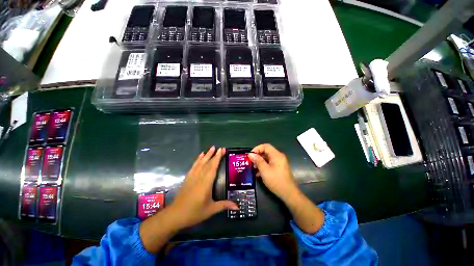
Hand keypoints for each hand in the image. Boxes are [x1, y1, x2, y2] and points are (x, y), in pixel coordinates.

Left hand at [169, 146, 238, 229]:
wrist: (176, 215)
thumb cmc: (195, 212)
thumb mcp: (211, 210)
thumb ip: (224, 205)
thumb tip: (238, 207)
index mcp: (206, 183)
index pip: (213, 167)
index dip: (218, 158)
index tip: (222, 150)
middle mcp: (199, 177)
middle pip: (208, 163)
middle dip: (214, 154)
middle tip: (220, 148)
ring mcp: (192, 176)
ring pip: (201, 162)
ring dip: (207, 154)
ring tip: (212, 147)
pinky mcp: (188, 177)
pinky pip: (194, 166)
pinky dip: (198, 159)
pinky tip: (201, 155)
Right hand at [248, 144, 297, 200]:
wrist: (289, 193)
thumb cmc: (276, 181)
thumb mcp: (265, 170)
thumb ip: (257, 161)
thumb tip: (250, 154)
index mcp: (276, 155)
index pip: (266, 146)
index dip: (257, 148)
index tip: (251, 155)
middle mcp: (278, 157)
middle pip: (266, 152)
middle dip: (257, 156)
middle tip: (251, 162)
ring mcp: (279, 163)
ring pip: (267, 158)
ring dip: (260, 162)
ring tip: (253, 168)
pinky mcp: (279, 168)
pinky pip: (270, 164)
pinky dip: (263, 166)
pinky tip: (258, 173)